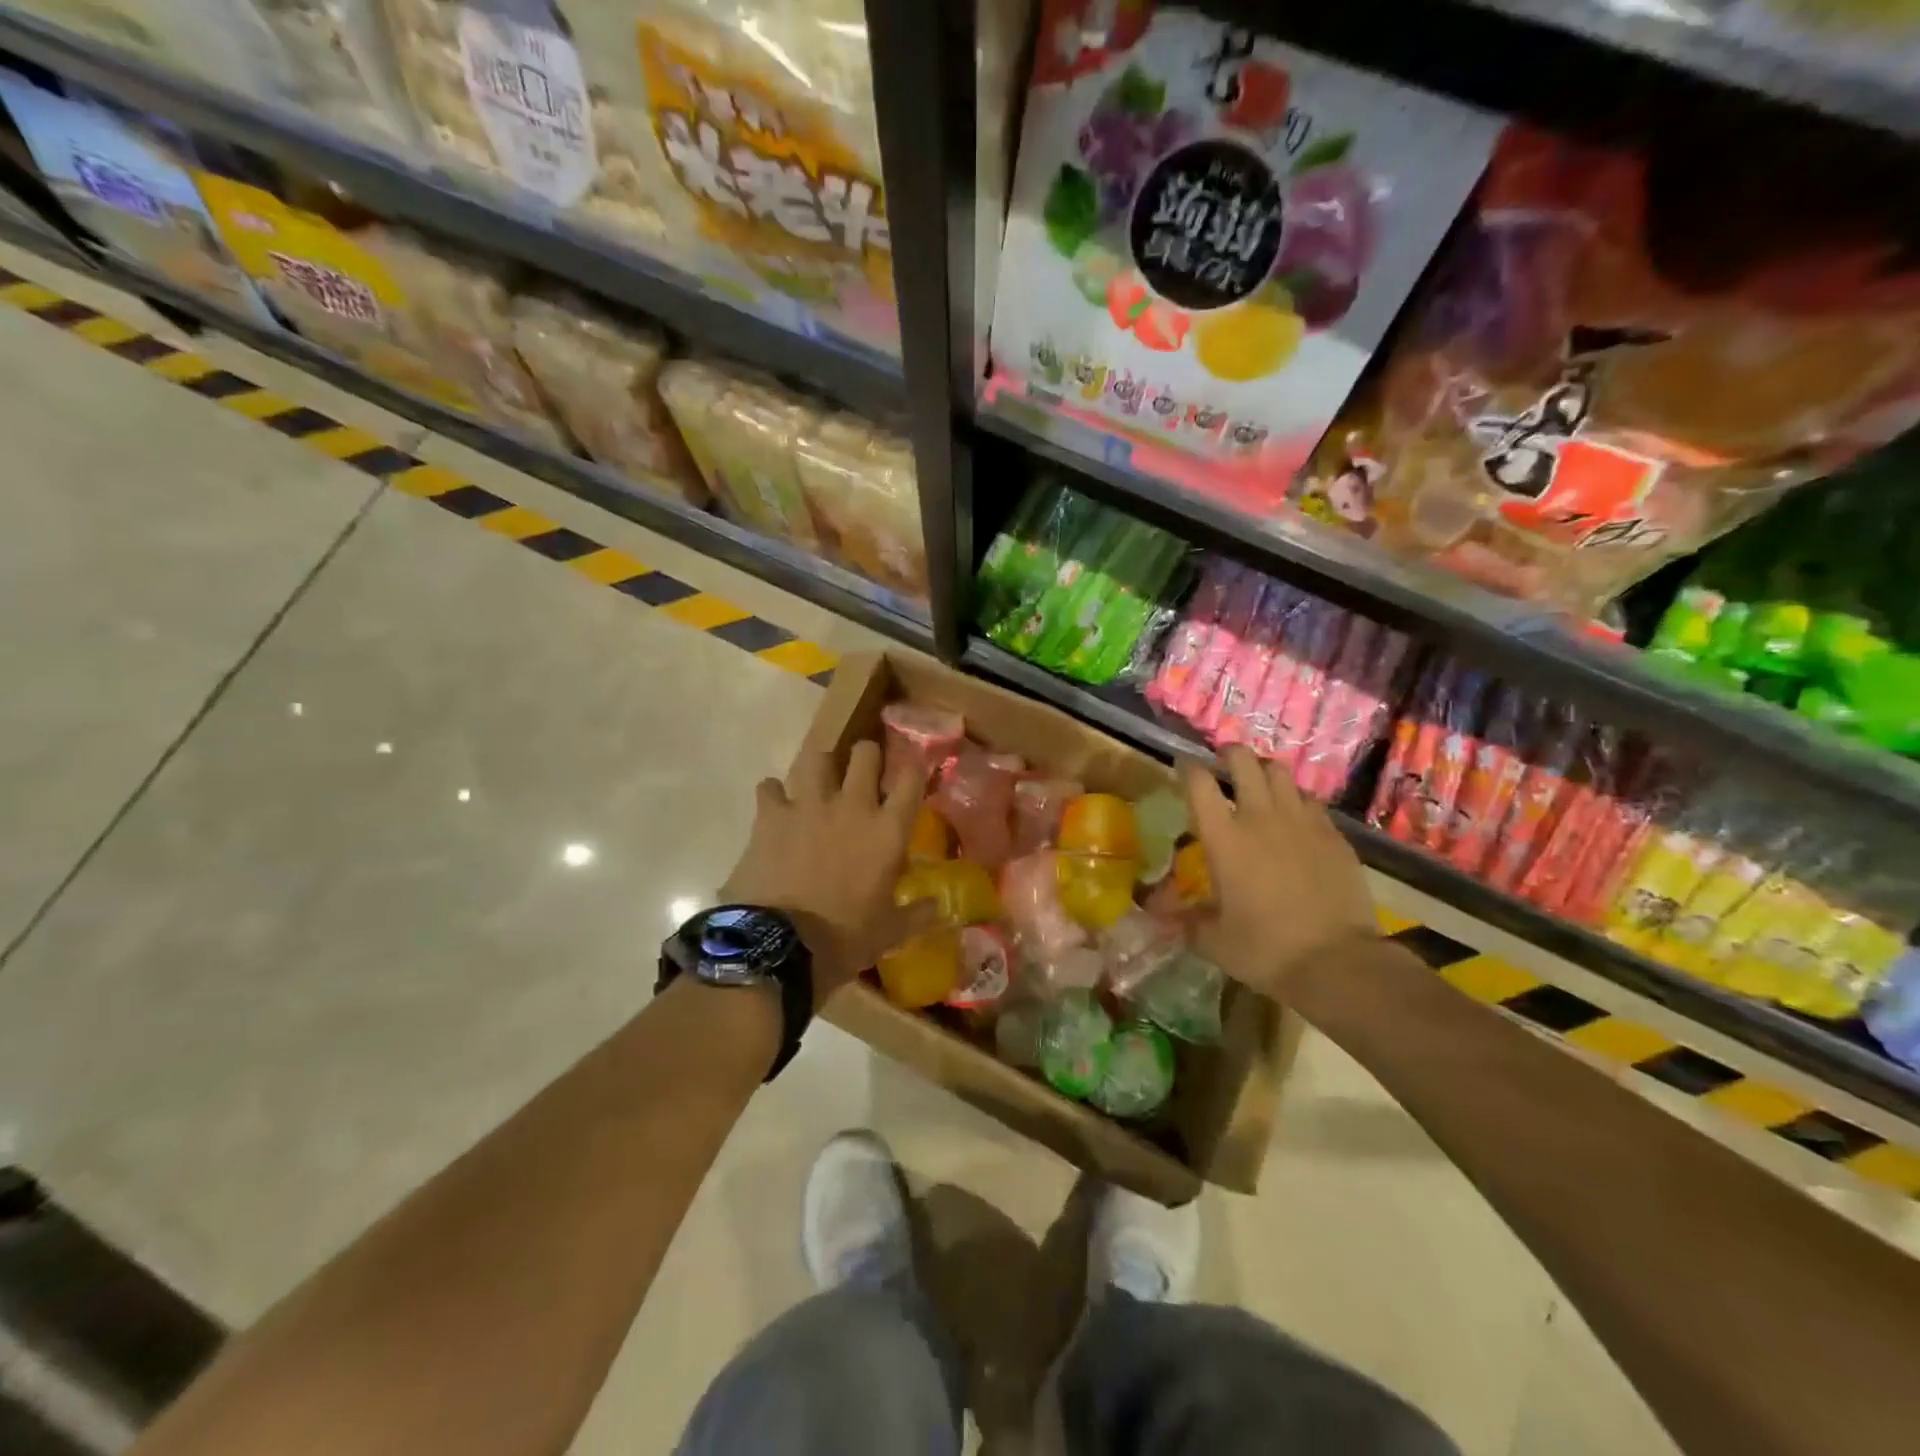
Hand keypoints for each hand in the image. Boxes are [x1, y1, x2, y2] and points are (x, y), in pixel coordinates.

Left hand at [720, 741, 928, 1004]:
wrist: (780, 946)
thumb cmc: (844, 938)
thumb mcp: (889, 932)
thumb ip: (917, 914)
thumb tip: (941, 908)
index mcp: (888, 831)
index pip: (911, 779)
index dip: (914, 768)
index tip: (911, 772)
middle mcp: (852, 806)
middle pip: (865, 753)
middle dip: (867, 756)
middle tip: (863, 771)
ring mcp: (808, 805)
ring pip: (816, 758)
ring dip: (820, 767)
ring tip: (818, 782)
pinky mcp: (771, 816)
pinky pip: (769, 786)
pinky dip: (773, 793)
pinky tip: (775, 806)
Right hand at [1182, 746, 1377, 999]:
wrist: (1338, 962)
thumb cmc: (1266, 950)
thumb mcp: (1214, 941)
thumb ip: (1184, 922)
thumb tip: (1155, 918)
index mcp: (1224, 838)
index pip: (1198, 783)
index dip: (1187, 768)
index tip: (1182, 766)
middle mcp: (1261, 817)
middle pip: (1244, 761)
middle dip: (1229, 754)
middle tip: (1223, 763)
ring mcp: (1302, 822)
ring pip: (1280, 773)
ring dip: (1264, 772)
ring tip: (1259, 784)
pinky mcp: (1334, 834)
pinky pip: (1311, 801)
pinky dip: (1296, 800)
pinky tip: (1295, 818)